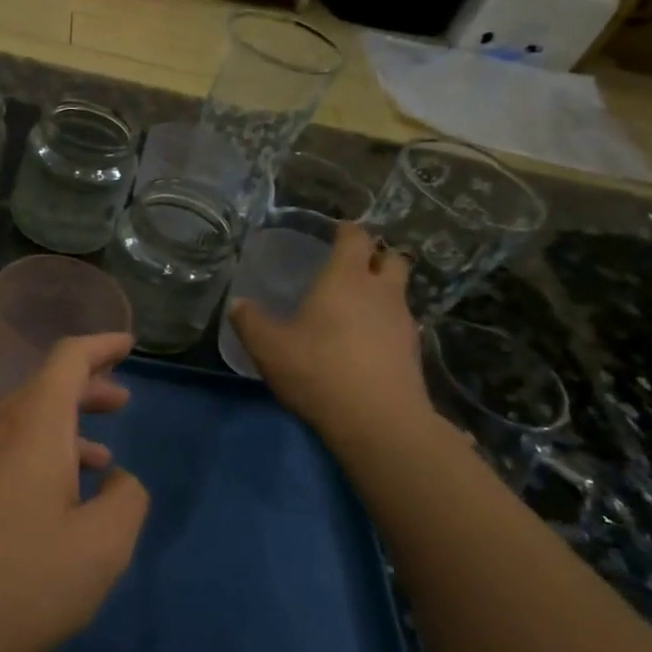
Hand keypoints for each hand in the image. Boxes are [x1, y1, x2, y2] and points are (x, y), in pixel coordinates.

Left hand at [0, 333, 149, 651]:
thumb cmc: (18, 581)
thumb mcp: (101, 548)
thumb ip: (126, 501)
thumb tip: (117, 481)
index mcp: (33, 425)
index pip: (68, 358)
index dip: (101, 346)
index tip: (127, 346)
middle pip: (44, 389)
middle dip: (87, 389)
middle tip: (120, 401)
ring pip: (21, 425)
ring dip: (63, 430)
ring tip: (97, 461)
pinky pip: (0, 454)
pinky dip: (35, 458)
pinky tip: (47, 503)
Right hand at [228, 222, 434, 445]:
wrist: (379, 420)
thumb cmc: (319, 370)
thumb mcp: (269, 348)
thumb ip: (250, 322)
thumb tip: (238, 303)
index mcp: (346, 278)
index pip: (356, 237)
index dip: (347, 230)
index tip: (336, 231)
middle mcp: (380, 291)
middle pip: (390, 258)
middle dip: (375, 256)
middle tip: (352, 265)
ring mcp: (402, 320)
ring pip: (399, 291)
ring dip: (383, 289)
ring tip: (358, 304)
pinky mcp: (413, 350)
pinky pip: (400, 322)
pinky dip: (386, 321)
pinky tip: (367, 340)